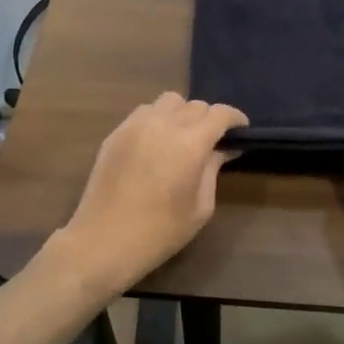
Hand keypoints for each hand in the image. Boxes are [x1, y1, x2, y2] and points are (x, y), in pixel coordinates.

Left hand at [54, 92, 246, 293]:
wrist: (103, 242)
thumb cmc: (159, 232)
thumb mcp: (200, 207)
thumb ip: (213, 170)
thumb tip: (223, 150)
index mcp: (190, 143)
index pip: (220, 113)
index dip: (235, 119)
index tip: (240, 132)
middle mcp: (164, 124)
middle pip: (195, 105)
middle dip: (209, 119)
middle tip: (211, 142)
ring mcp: (136, 125)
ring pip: (168, 101)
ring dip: (182, 113)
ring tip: (181, 137)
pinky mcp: (116, 133)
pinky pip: (144, 112)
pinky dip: (157, 119)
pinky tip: (156, 143)